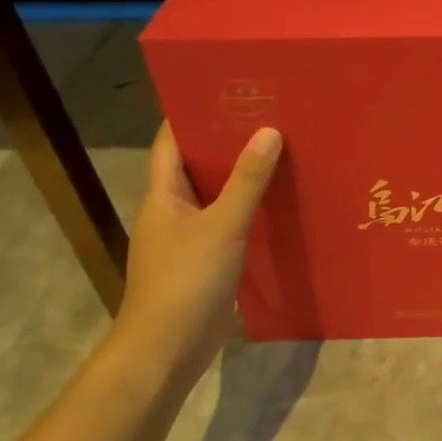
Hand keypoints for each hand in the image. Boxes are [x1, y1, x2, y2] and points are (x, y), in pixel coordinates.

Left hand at [109, 121, 282, 391]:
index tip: (227, 89)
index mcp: (162, 195)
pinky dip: (247, 208)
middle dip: (226, 140)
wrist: (164, 350)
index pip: (171, 142)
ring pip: (213, 194)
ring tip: (279, 151)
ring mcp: (184, 238)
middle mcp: (169, 210)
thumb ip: (247, 180)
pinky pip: (225, 222)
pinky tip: (276, 203)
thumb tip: (269, 131)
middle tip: (268, 116)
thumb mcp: (223, 225)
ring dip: (239, 175)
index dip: (193, 113)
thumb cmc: (186, 280)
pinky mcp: (202, 261)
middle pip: (195, 165)